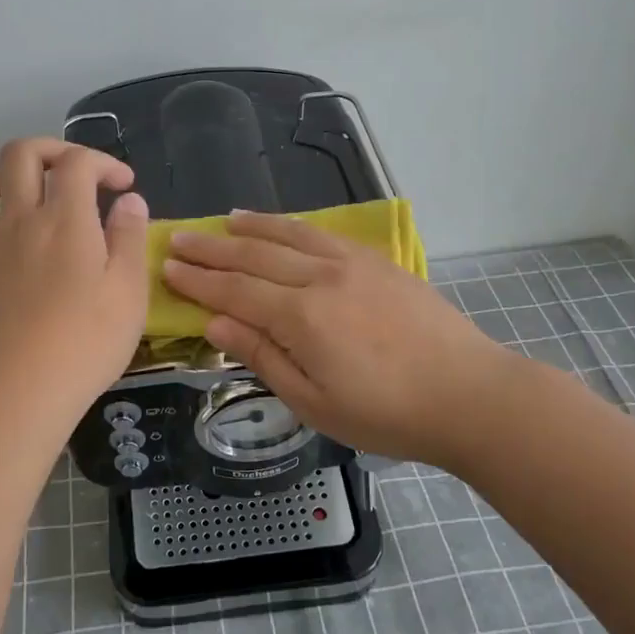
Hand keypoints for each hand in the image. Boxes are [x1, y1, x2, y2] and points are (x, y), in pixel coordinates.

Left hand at [0, 138, 148, 416]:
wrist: (25, 390)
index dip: (103, 162)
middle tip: (73, 175)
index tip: (123, 187)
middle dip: (49, 151)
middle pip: (18, 155)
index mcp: (65, 219)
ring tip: (18, 199)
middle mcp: (18, 222)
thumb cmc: (88, 340)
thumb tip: (129, 201)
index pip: (77, 162)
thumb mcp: (130, 289)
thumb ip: (130, 237)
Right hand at [160, 211, 522, 466]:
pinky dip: (293, 226)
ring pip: (289, 235)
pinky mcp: (377, 262)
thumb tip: (215, 323)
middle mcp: (321, 279)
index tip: (167, 268)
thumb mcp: (315, 402)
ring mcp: (352, 264)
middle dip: (212, 249)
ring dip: (251, 227)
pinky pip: (323, 235)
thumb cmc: (387, 414)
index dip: (198, 281)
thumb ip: (263, 357)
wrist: (468, 394)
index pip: (235, 292)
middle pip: (255, 256)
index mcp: (301, 317)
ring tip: (224, 220)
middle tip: (179, 239)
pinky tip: (282, 226)